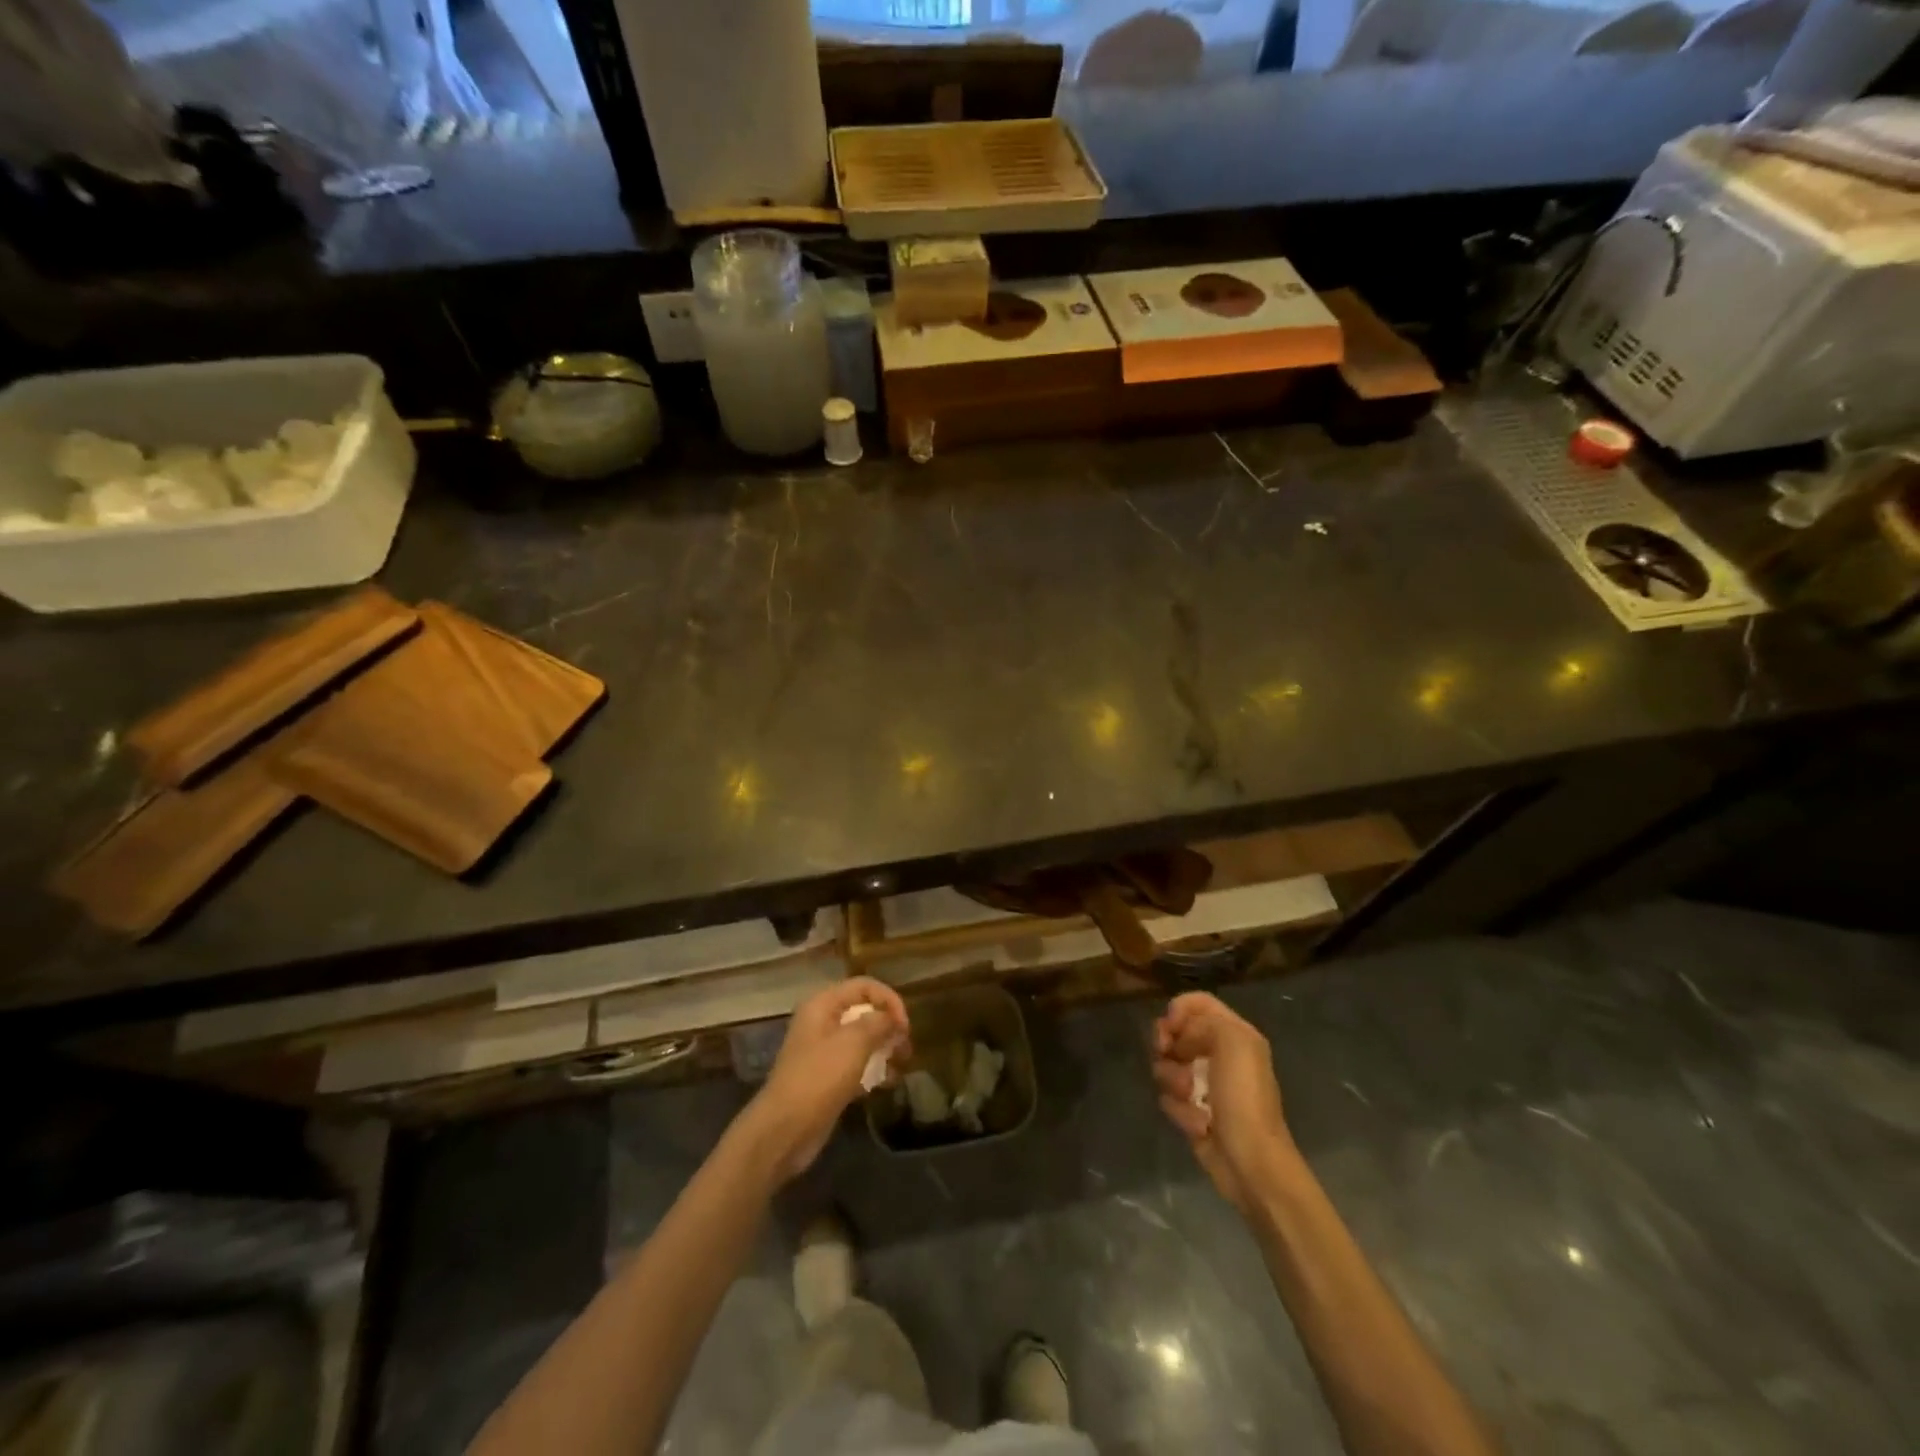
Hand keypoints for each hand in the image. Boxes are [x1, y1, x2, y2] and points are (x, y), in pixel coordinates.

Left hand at [736, 978, 909, 1183]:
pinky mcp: (827, 1078)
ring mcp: (823, 1052)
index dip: (889, 999)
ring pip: (862, 1039)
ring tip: (903, 1064)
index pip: (864, 986)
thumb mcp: (853, 1043)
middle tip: (906, 1046)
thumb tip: (893, 1019)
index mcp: (823, 1005)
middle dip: (888, 1025)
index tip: (905, 1025)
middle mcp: (822, 1022)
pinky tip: (890, 1081)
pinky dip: (874, 1069)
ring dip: (884, 1048)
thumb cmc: (819, 1077)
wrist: (785, 1130)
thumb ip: (878, 1023)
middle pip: (863, 1011)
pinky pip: (856, 1064)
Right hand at [1153, 992, 1296, 1213]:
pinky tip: (1197, 1124)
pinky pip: (1169, 1097)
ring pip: (1167, 1065)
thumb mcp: (1233, 1042)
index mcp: (1235, 1034)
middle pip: (1177, 1031)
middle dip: (1168, 1044)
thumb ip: (1203, 1022)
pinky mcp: (1193, 1110)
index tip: (1170, 1026)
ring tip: (1189, 1097)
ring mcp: (1205, 1084)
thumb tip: (1179, 1038)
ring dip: (1173, 1080)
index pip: (1199, 1003)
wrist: (1250, 1162)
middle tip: (1165, 1053)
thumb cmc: (1244, 1098)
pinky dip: (1179, 1110)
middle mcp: (1220, 1054)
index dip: (1179, 1008)